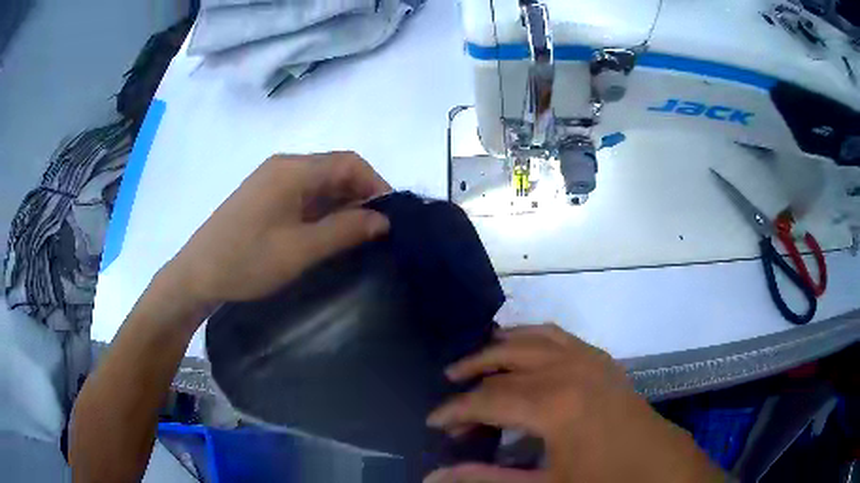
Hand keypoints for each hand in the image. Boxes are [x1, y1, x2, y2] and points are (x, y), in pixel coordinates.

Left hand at [163, 151, 390, 316]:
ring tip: (356, 236)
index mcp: (293, 170)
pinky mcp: (264, 196)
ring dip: (341, 205)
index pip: (349, 162)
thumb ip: (345, 230)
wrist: (197, 274)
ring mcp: (271, 180)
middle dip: (360, 196)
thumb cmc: (247, 261)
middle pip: (335, 170)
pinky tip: (327, 233)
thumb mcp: (300, 249)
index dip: (376, 184)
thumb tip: (383, 220)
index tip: (390, 217)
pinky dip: (321, 210)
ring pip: (319, 183)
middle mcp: (284, 166)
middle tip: (376, 232)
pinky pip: (302, 194)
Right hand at [425, 324, 724, 482]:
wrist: (656, 466)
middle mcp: (569, 368)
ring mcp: (588, 357)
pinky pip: (557, 334)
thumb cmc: (602, 480)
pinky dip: (531, 336)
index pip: (488, 399)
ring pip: (530, 337)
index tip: (432, 422)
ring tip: (475, 362)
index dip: (455, 410)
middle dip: (471, 372)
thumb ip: (485, 478)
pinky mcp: (600, 358)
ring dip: (498, 347)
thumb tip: (432, 477)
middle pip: (505, 360)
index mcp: (554, 403)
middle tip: (448, 386)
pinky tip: (521, 349)